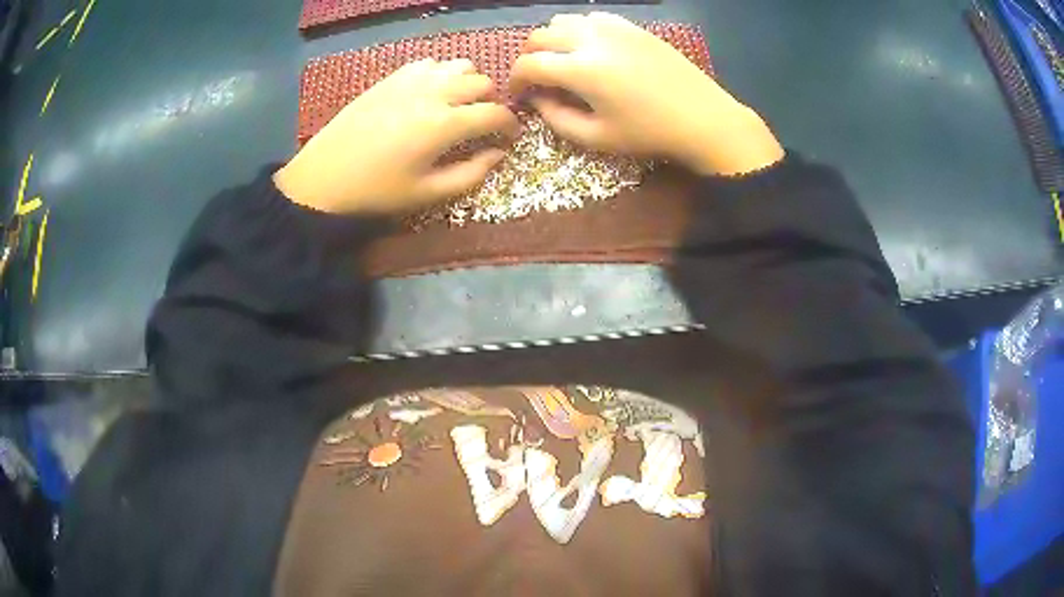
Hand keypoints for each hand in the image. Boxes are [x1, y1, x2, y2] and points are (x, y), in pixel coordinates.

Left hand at [275, 59, 519, 213]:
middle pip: (483, 83)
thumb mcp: (428, 193)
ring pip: (460, 65)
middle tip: (482, 123)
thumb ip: (471, 174)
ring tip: (459, 104)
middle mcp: (434, 92)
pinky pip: (431, 63)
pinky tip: (431, 93)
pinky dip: (441, 74)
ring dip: (469, 83)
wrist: (324, 177)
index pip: (495, 113)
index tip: (509, 137)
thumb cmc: (377, 191)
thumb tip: (499, 154)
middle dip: (491, 102)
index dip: (510, 125)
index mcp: (445, 124)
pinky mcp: (393, 77)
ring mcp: (412, 79)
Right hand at [511, 13, 783, 175]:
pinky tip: (590, 48)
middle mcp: (591, 39)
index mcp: (581, 69)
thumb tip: (537, 99)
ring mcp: (614, 28)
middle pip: (540, 36)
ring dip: (552, 39)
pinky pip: (593, 18)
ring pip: (564, 20)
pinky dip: (579, 29)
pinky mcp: (632, 27)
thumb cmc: (650, 134)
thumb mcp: (597, 138)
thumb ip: (556, 119)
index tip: (519, 95)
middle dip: (529, 57)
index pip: (529, 64)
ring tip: (561, 61)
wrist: (703, 118)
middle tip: (536, 79)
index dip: (515, 80)